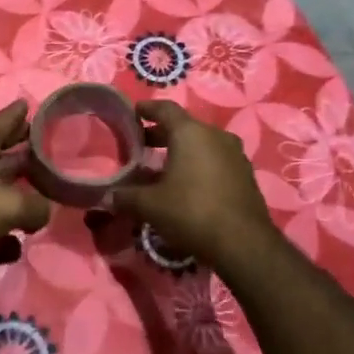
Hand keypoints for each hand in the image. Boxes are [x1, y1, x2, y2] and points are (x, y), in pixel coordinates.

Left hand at [0, 100, 51, 268]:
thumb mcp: (9, 207)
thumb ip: (35, 207)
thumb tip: (44, 211)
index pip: (3, 120)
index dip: (17, 114)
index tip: (27, 104)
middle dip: (16, 143)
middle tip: (39, 142)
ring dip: (7, 175)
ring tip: (30, 179)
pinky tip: (12, 228)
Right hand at [112, 100, 277, 266]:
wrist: (244, 245)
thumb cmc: (191, 212)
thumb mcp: (150, 206)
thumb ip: (125, 197)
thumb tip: (108, 197)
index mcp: (191, 133)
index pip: (165, 109)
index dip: (147, 109)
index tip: (134, 112)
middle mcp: (216, 136)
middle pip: (184, 127)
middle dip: (161, 135)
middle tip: (141, 146)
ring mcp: (235, 155)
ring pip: (202, 145)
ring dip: (182, 152)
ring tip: (162, 168)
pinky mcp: (246, 176)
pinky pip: (217, 162)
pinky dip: (199, 166)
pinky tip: (188, 186)